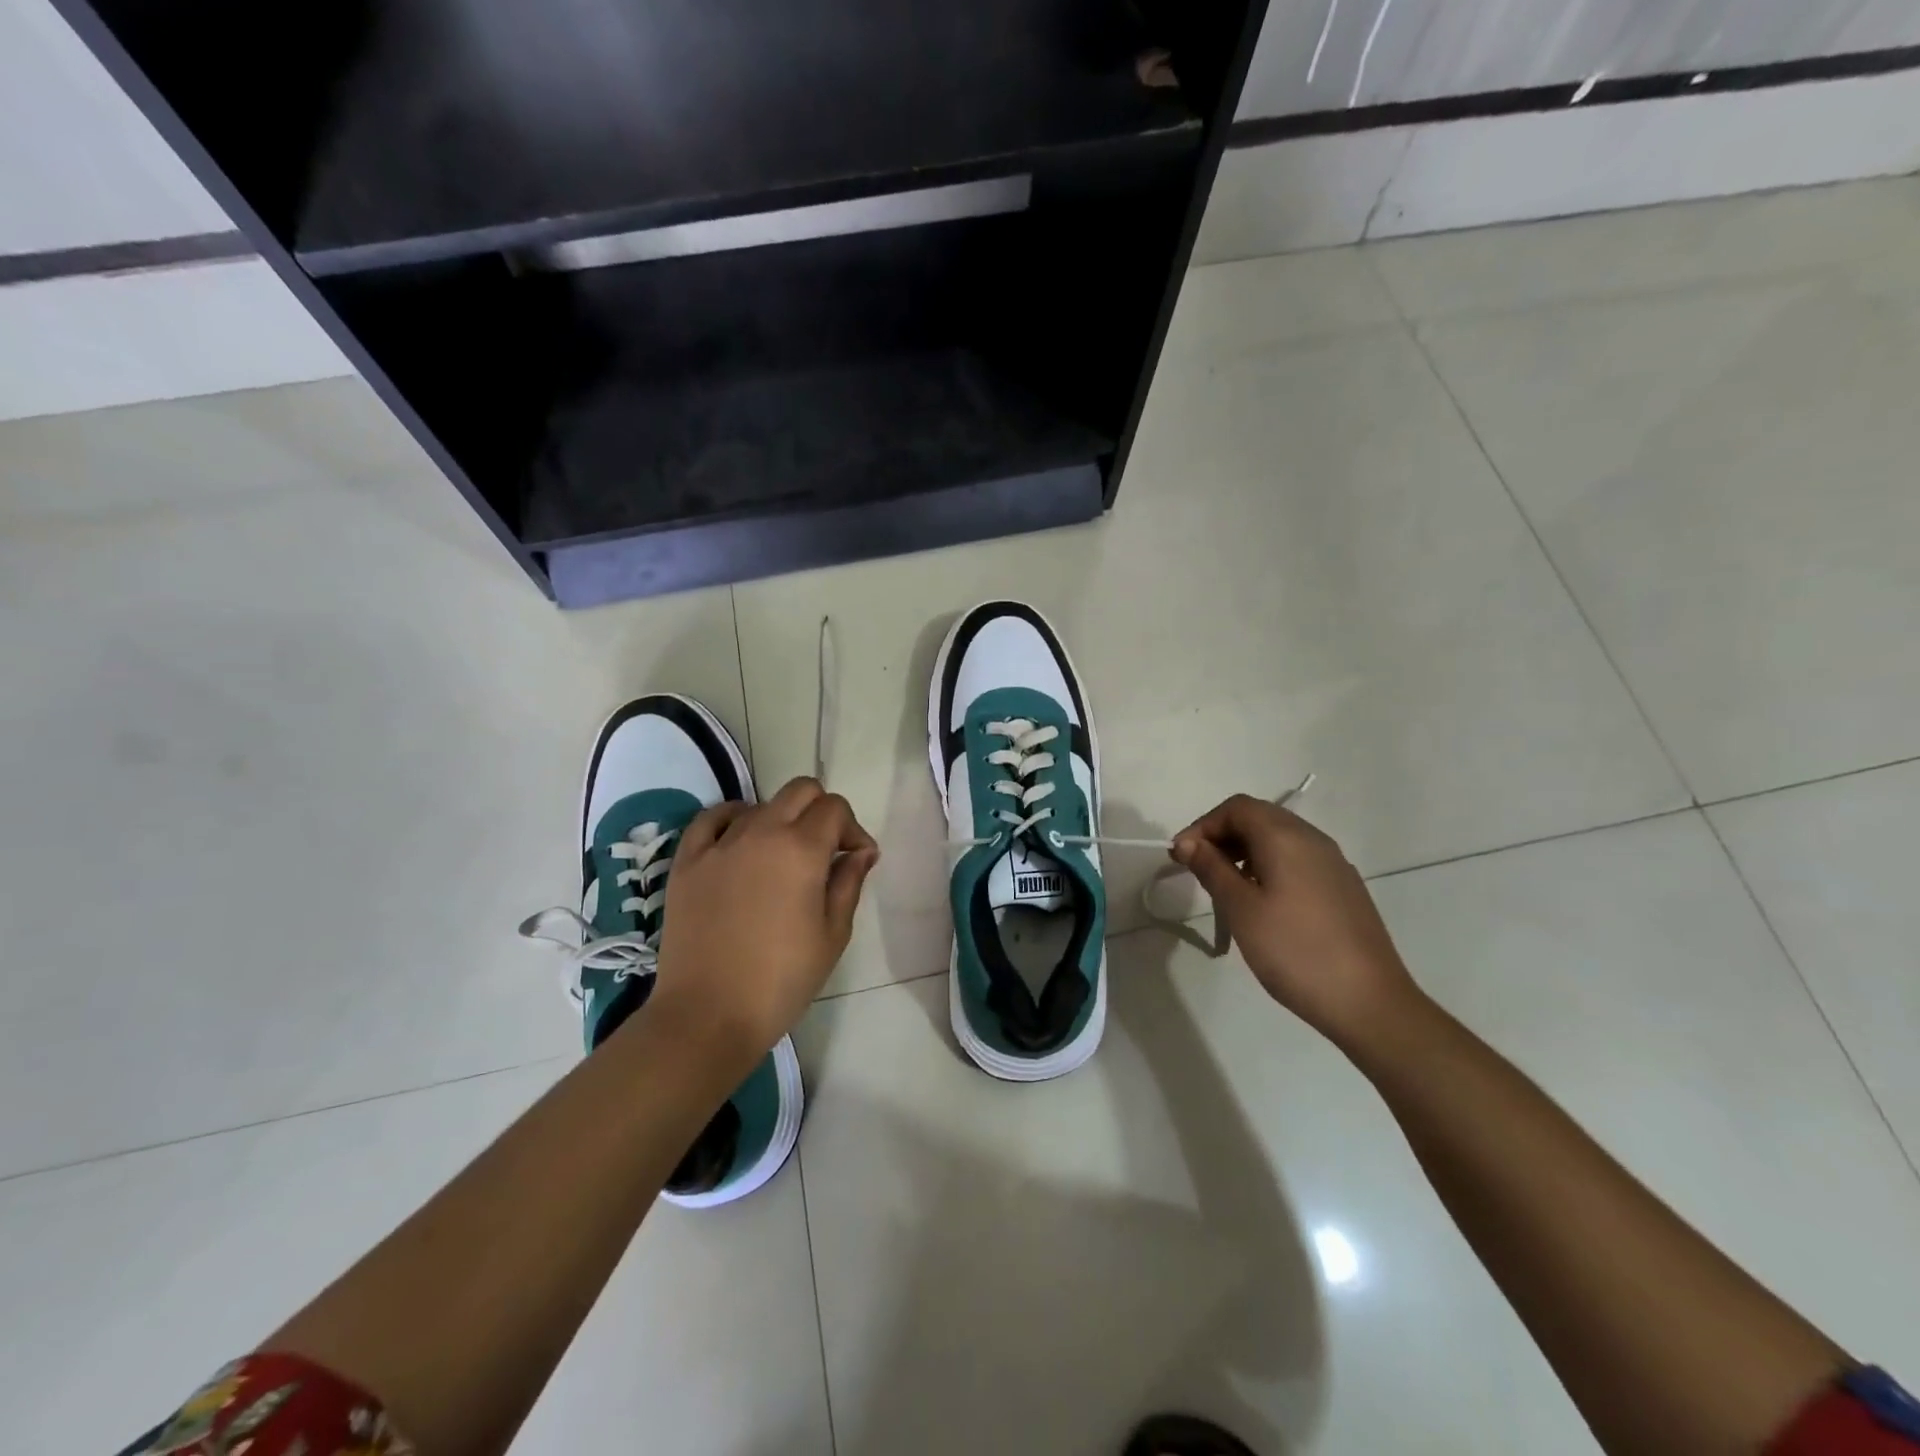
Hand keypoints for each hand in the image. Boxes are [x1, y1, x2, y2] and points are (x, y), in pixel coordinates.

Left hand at [651, 778, 878, 1069]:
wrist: (708, 1015)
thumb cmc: (781, 980)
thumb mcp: (832, 935)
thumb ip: (849, 883)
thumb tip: (861, 852)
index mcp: (802, 849)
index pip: (835, 809)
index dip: (853, 829)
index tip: (856, 859)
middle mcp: (761, 832)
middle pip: (800, 790)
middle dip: (822, 810)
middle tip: (826, 849)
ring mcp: (720, 844)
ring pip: (761, 804)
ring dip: (781, 820)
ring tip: (783, 857)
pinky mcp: (688, 861)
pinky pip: (712, 818)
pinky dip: (734, 818)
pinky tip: (741, 837)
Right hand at [1172, 795, 1419, 1047]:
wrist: (1370, 1003)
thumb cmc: (1295, 951)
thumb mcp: (1241, 909)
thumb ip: (1211, 868)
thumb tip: (1187, 843)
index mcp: (1286, 837)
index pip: (1236, 808)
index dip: (1203, 825)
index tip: (1181, 857)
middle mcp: (1313, 840)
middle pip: (1259, 818)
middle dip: (1222, 836)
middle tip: (1197, 870)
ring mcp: (1334, 864)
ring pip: (1279, 840)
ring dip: (1244, 852)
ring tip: (1224, 889)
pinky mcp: (1344, 888)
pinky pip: (1297, 861)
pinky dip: (1269, 867)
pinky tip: (1262, 904)